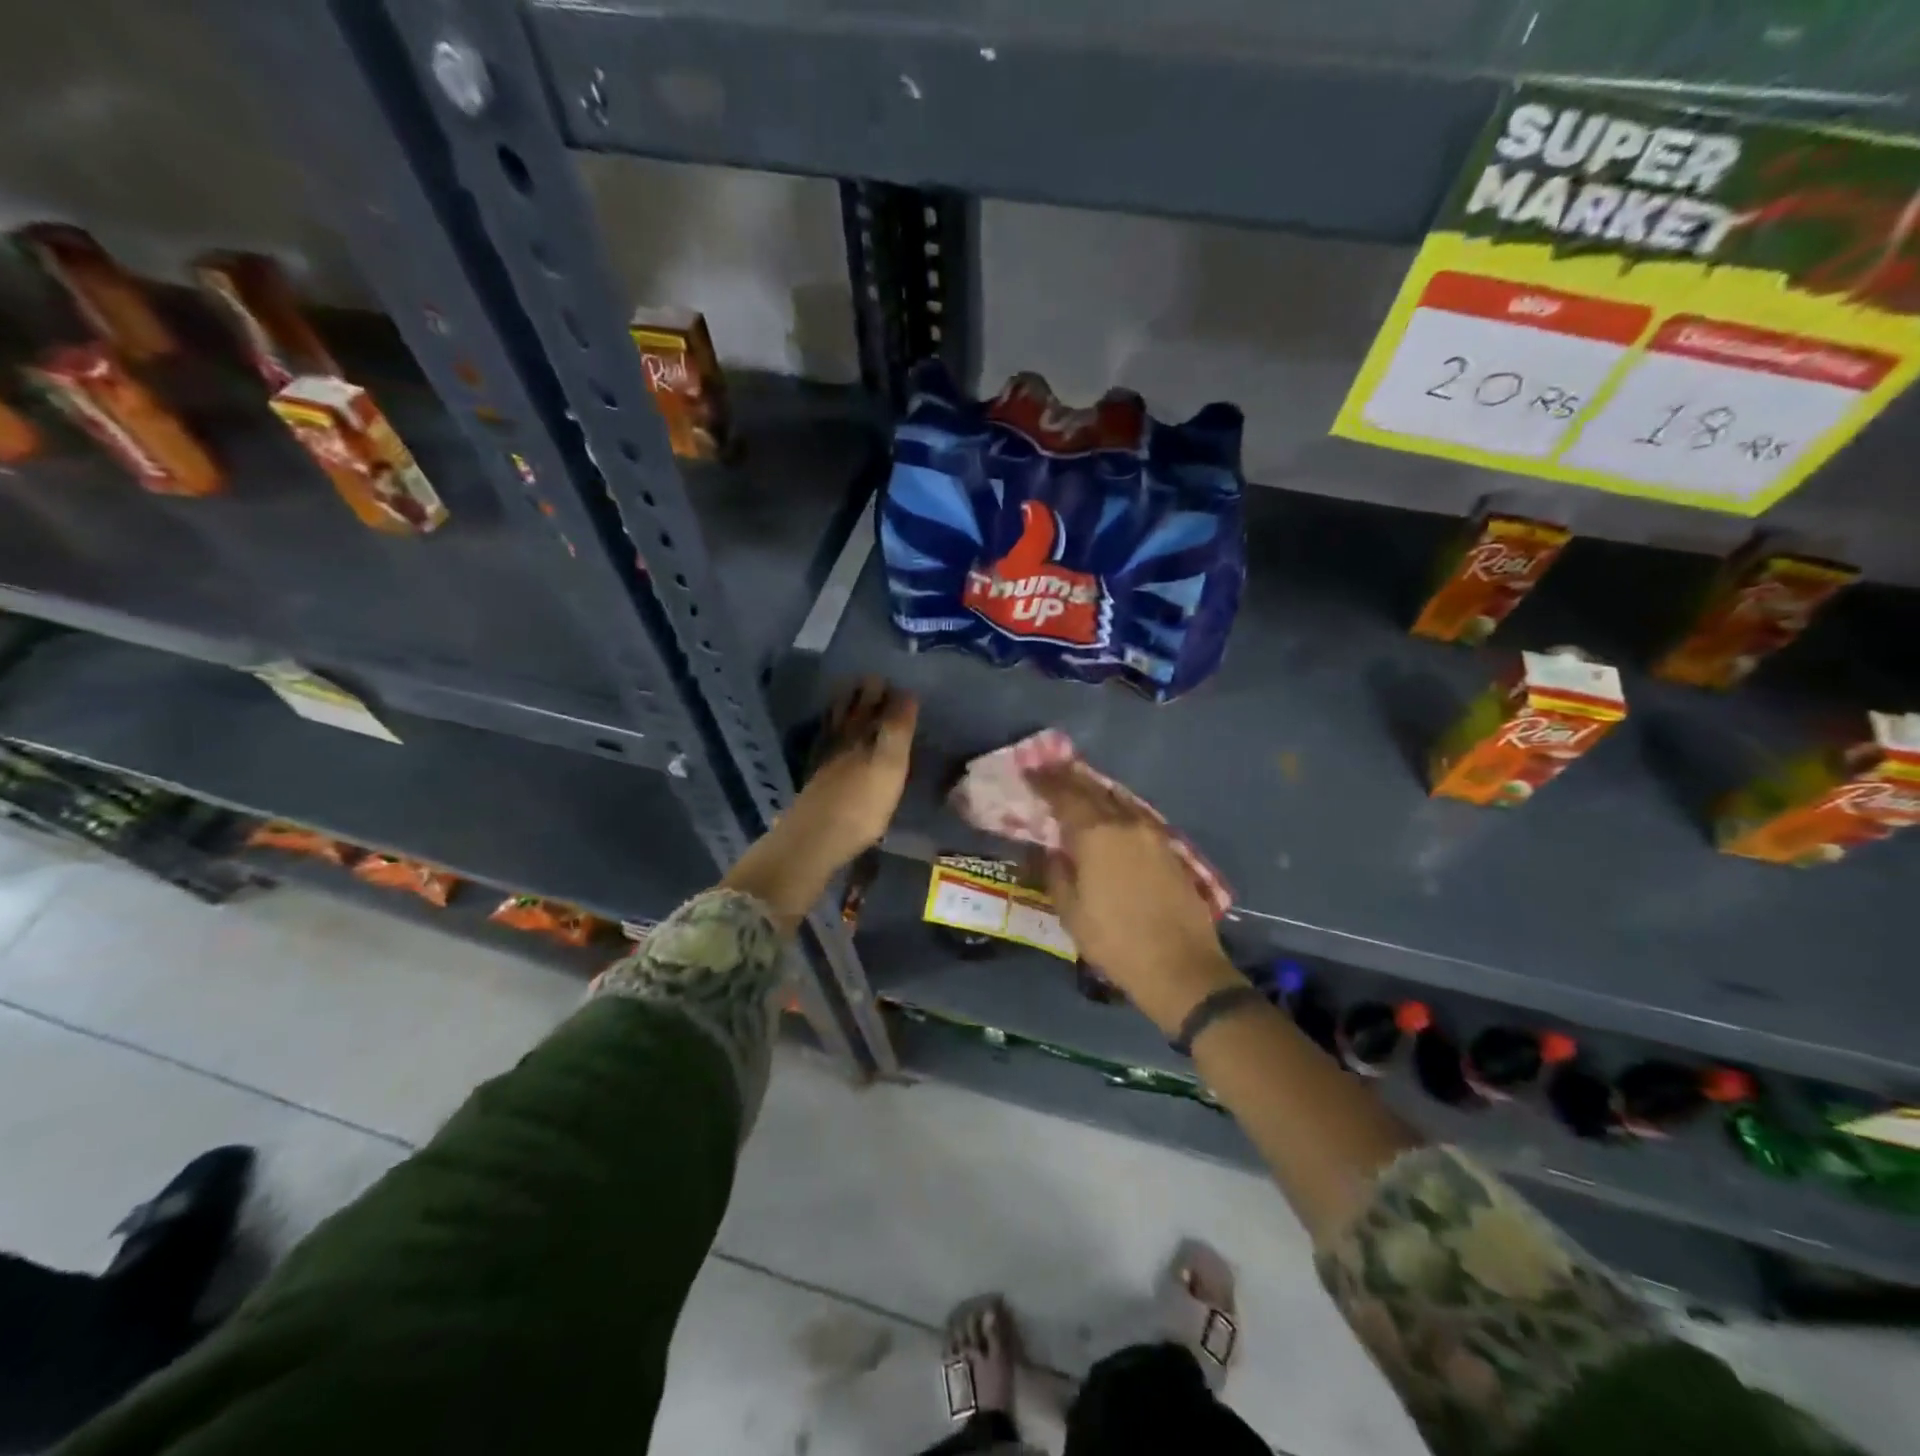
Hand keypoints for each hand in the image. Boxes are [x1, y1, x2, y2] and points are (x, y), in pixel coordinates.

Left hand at [722, 679, 917, 929]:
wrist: (815, 840)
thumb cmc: (861, 805)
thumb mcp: (890, 766)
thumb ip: (897, 729)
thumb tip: (907, 693)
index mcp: (862, 736)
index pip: (874, 707)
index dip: (884, 694)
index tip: (891, 679)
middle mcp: (843, 743)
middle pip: (852, 714)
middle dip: (861, 696)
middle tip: (871, 680)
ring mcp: (826, 762)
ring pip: (836, 727)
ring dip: (843, 710)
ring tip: (849, 698)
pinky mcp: (817, 782)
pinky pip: (825, 745)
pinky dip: (830, 734)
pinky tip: (831, 738)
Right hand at [1029, 764, 1241, 1036]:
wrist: (1181, 966)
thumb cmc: (1115, 940)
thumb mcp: (1070, 911)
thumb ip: (1055, 872)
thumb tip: (1048, 849)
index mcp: (1097, 834)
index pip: (1065, 796)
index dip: (1045, 782)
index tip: (1029, 771)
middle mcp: (1126, 823)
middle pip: (1093, 790)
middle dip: (1069, 778)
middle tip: (1050, 768)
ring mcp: (1152, 834)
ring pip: (1118, 801)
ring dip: (1095, 790)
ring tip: (1077, 785)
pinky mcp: (1169, 849)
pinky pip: (1134, 816)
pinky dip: (1116, 808)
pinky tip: (1109, 814)